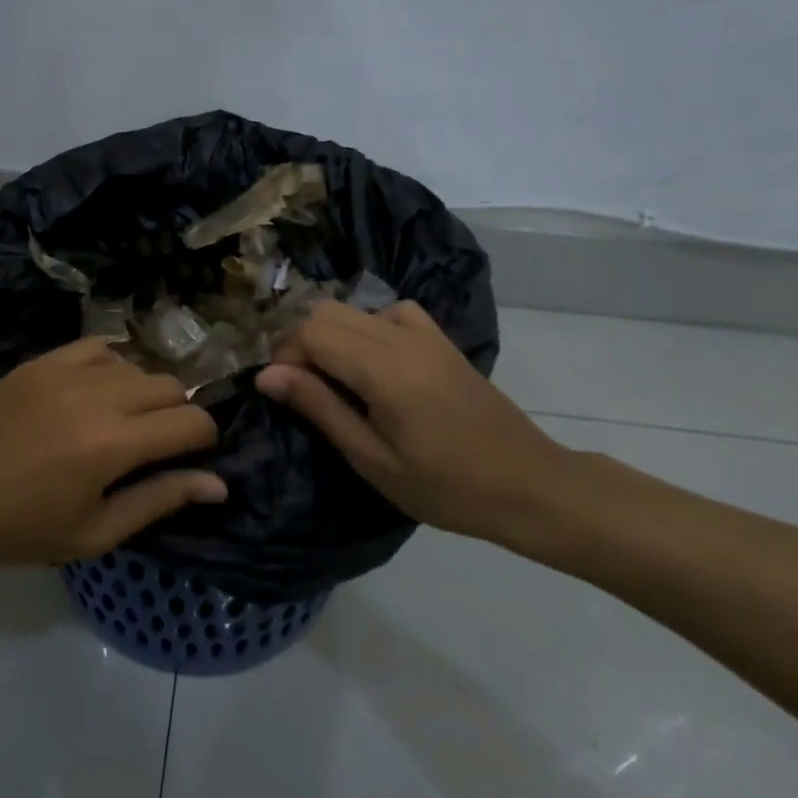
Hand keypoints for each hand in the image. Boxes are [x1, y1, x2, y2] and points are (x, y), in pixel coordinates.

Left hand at [0, 339, 225, 566]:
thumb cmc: (16, 527)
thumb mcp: (92, 532)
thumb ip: (158, 500)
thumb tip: (218, 485)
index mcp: (114, 444)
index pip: (193, 422)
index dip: (205, 442)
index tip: (191, 460)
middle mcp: (99, 395)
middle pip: (173, 386)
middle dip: (178, 415)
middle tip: (154, 447)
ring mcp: (67, 370)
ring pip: (138, 365)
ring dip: (144, 393)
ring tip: (121, 423)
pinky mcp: (42, 360)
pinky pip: (99, 348)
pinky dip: (112, 367)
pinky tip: (96, 393)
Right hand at [253, 301, 576, 543]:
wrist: (529, 486)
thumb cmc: (446, 487)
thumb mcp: (373, 459)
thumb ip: (320, 408)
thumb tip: (267, 375)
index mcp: (385, 368)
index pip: (312, 331)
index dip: (285, 355)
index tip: (281, 391)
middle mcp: (403, 337)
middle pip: (328, 311)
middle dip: (301, 342)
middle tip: (301, 388)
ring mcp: (427, 334)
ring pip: (356, 309)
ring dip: (331, 335)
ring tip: (332, 379)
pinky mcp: (442, 341)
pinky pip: (392, 313)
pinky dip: (367, 327)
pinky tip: (373, 362)